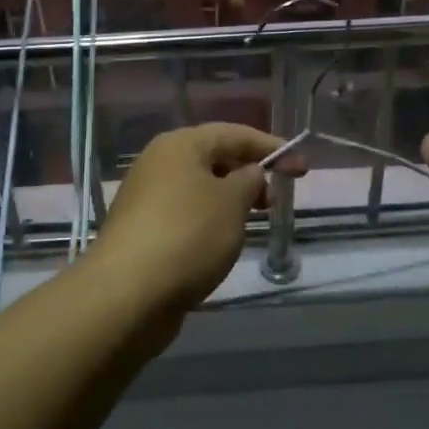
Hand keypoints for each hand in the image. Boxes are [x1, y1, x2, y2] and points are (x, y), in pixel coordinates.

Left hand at [93, 123, 304, 312]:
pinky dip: (209, 222)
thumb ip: (249, 180)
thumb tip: (248, 174)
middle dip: (249, 175)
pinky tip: (220, 245)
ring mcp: (147, 197)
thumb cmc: (187, 236)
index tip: (302, 168)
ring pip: (200, 189)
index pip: (234, 133)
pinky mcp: (143, 230)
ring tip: (250, 225)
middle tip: (273, 202)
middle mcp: (159, 163)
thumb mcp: (231, 203)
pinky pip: (186, 215)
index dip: (271, 147)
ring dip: (229, 201)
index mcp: (180, 145)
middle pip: (214, 158)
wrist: (126, 294)